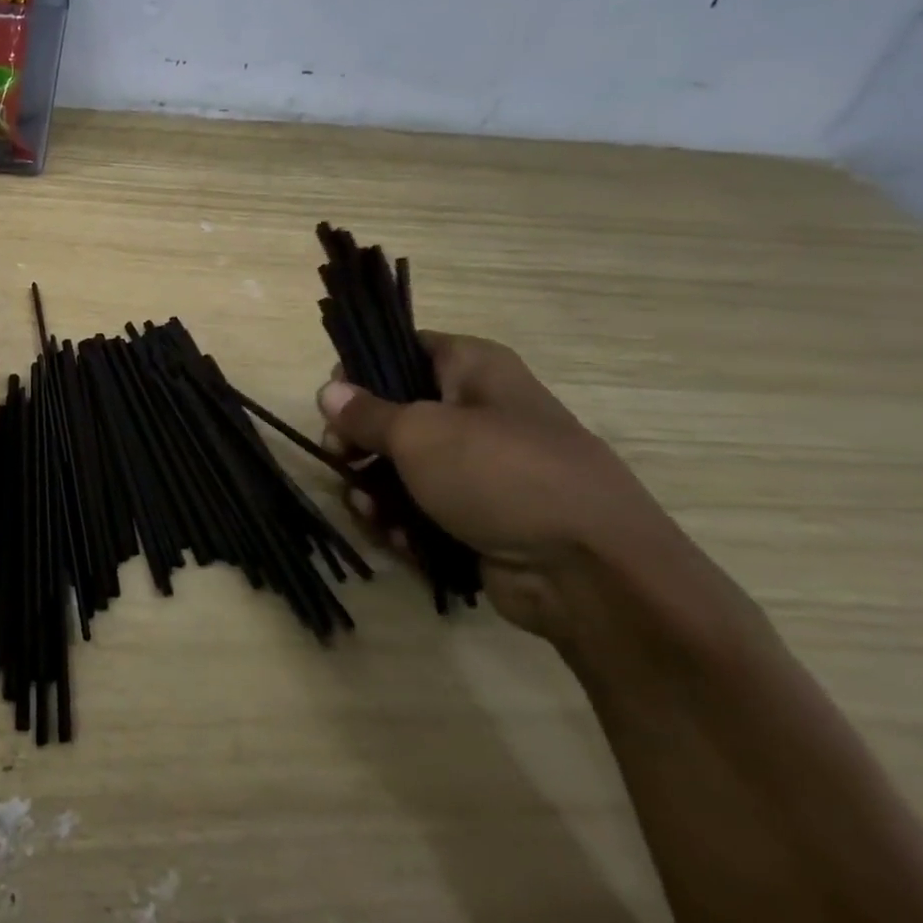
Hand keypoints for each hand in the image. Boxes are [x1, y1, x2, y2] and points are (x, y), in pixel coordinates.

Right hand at [319, 332, 679, 641]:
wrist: (593, 575)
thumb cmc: (500, 475)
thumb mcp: (419, 433)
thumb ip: (366, 413)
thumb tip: (329, 391)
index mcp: (474, 369)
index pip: (404, 347)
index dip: (362, 367)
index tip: (333, 397)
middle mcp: (478, 411)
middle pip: (395, 412)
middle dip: (359, 441)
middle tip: (339, 459)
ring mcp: (481, 468)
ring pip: (403, 466)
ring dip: (374, 488)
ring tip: (368, 510)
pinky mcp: (480, 517)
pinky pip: (423, 508)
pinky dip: (402, 521)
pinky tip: (393, 537)